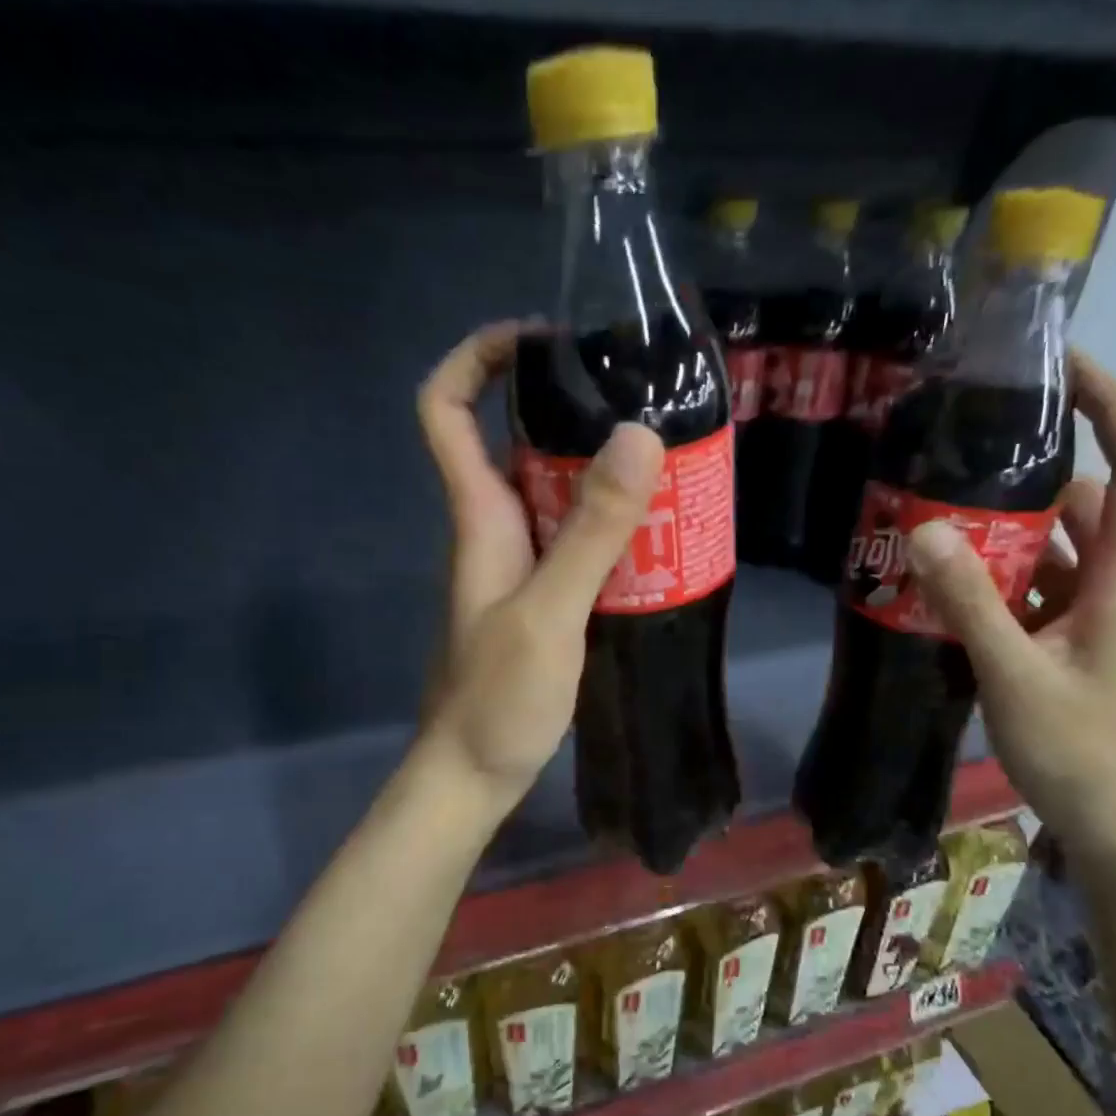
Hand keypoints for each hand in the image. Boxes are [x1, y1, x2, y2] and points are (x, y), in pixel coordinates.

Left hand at [415, 321, 663, 804]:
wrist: (473, 774)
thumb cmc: (496, 700)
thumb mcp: (549, 613)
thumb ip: (591, 532)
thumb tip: (638, 435)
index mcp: (479, 516)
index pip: (445, 410)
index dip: (476, 359)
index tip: (541, 340)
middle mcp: (497, 528)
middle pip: (517, 440)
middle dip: (571, 409)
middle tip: (645, 401)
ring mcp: (521, 566)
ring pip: (556, 493)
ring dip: (603, 471)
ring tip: (669, 459)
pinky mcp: (545, 600)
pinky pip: (578, 542)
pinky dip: (613, 527)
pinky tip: (660, 534)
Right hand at [904, 352, 1115, 861]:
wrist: (1115, 826)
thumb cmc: (1079, 751)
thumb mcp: (1014, 674)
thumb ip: (969, 603)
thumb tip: (925, 528)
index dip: (1112, 405)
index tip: (1062, 366)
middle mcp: (1115, 584)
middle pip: (1085, 502)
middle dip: (1031, 474)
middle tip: (962, 457)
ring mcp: (1092, 617)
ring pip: (1053, 549)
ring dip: (1004, 532)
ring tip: (938, 515)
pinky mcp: (1069, 644)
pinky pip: (1034, 590)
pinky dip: (997, 579)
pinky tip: (945, 586)